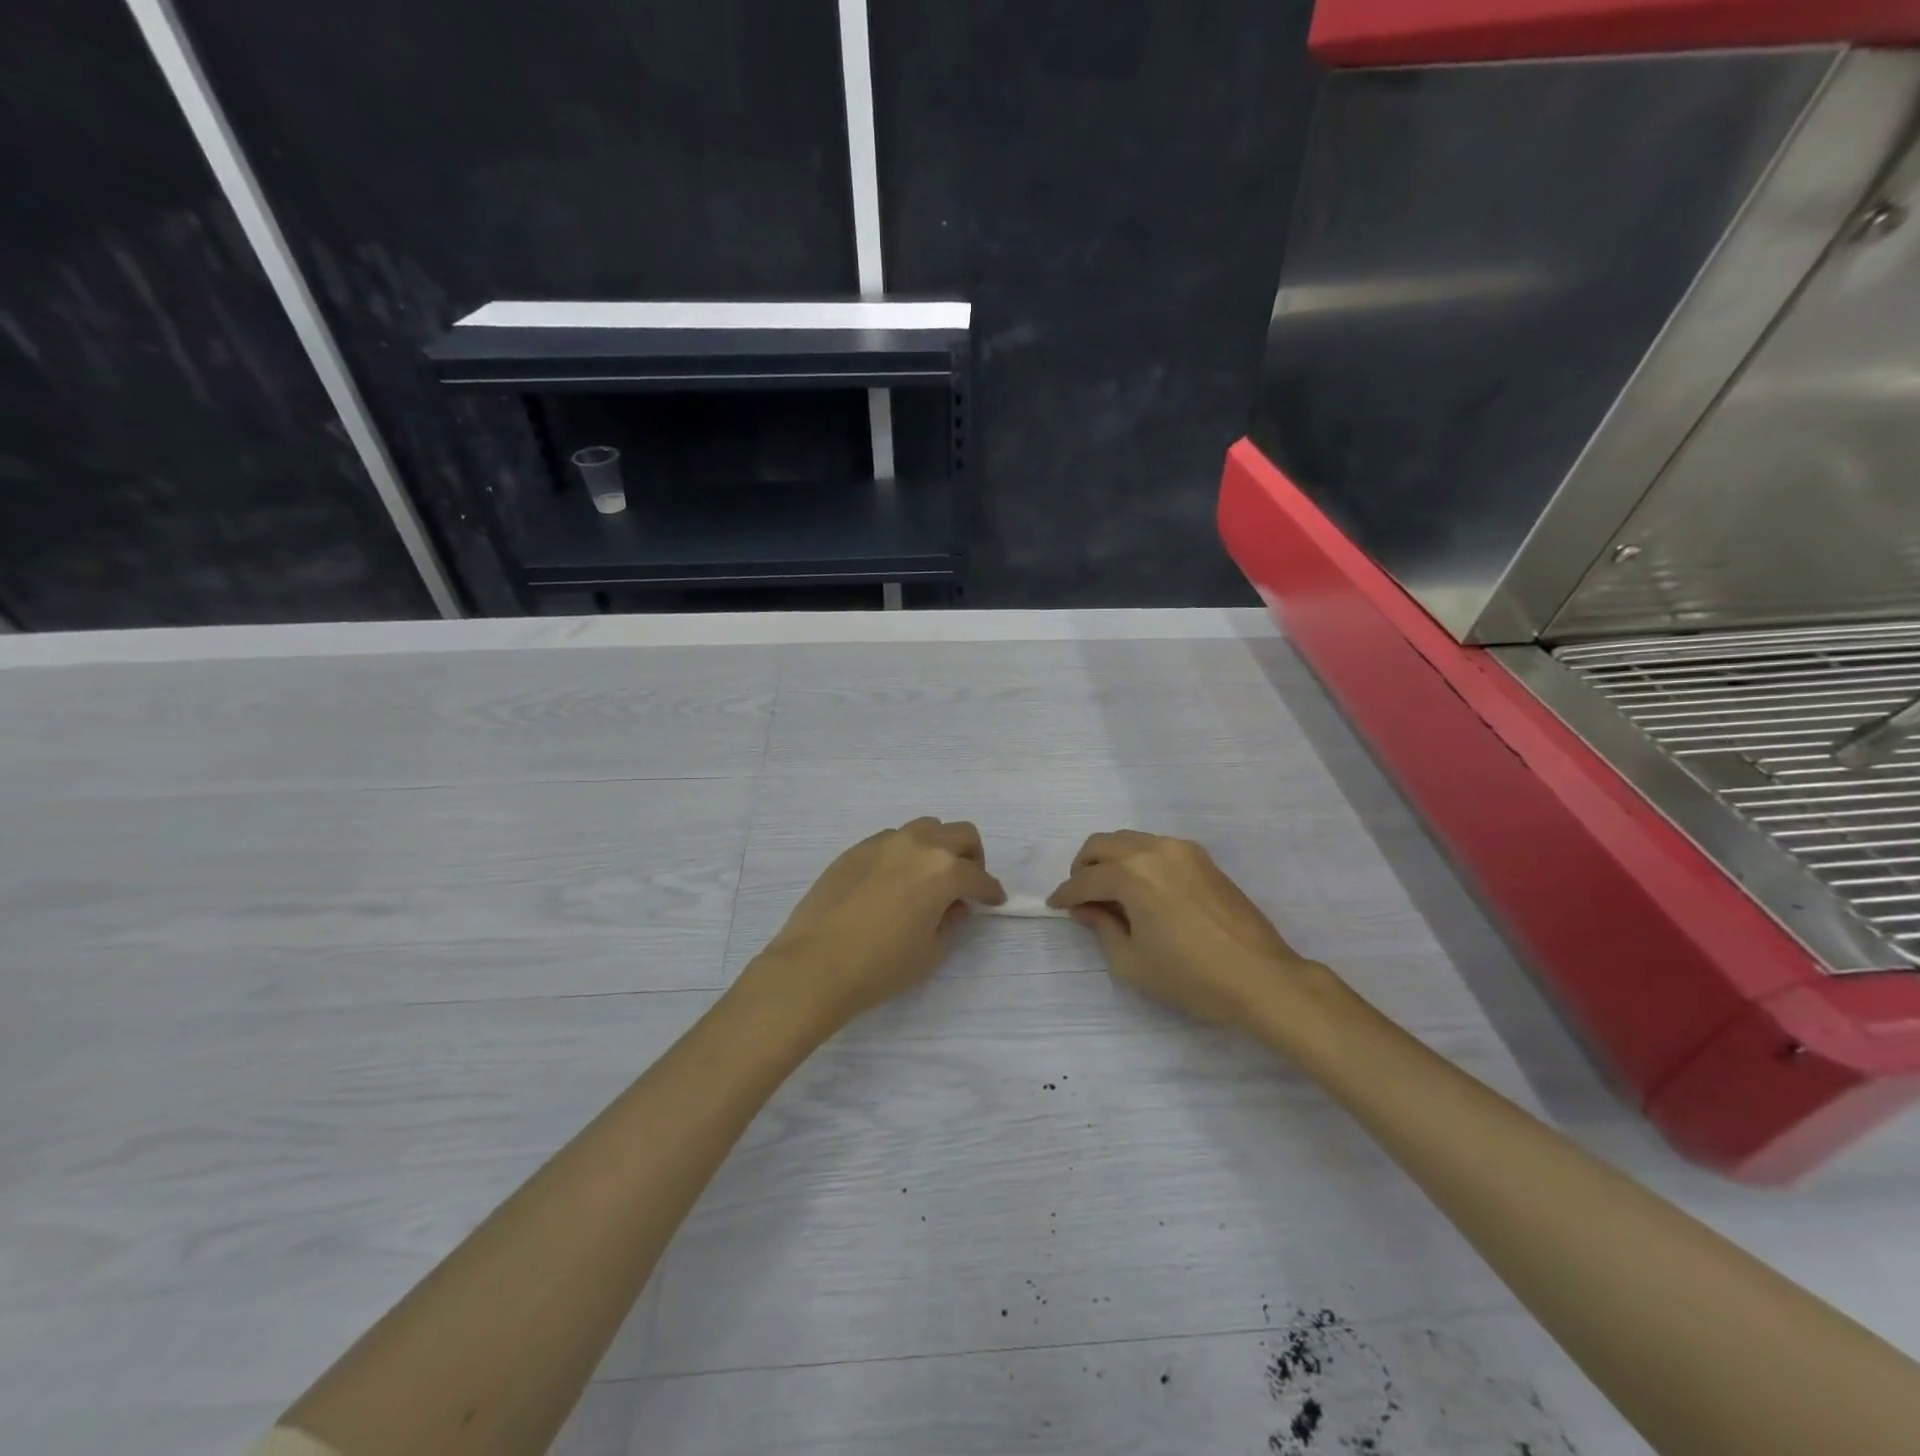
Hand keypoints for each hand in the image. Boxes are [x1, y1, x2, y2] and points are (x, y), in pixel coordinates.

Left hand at [748, 817, 1005, 1026]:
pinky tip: (893, 882)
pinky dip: (905, 853)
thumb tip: (954, 905)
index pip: (979, 876)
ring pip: (925, 828)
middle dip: (971, 857)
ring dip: (937, 848)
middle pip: (959, 834)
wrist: (815, 964)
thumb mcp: (931, 952)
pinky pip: (892, 840)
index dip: (991, 891)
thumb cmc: (881, 966)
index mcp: (943, 870)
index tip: (993, 901)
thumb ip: (951, 921)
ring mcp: (884, 842)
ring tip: (928, 878)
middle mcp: (917, 845)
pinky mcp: (856, 849)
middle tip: (966, 884)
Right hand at [1047, 830, 1319, 1028]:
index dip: (1065, 894)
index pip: (1085, 880)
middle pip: (1102, 844)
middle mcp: (1153, 850)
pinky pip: (1155, 846)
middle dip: (1083, 867)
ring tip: (1109, 891)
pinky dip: (1137, 859)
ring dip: (1110, 859)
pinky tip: (1141, 888)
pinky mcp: (1202, 857)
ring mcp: (1181, 849)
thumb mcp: (1132, 962)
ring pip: (1129, 839)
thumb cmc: (1191, 977)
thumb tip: (1086, 909)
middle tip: (1080, 895)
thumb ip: (1101, 928)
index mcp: (1131, 875)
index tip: (1055, 906)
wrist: (1261, 978)